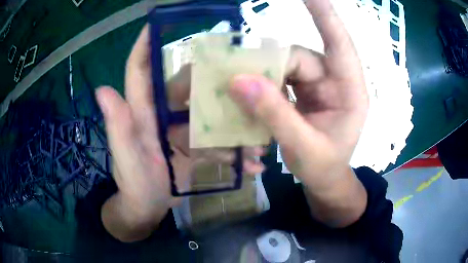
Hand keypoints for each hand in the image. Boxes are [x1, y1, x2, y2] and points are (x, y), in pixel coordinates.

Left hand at [96, 25, 264, 241]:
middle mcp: (161, 114)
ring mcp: (180, 130)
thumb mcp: (125, 159)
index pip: (139, 70)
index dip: (144, 46)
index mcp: (141, 112)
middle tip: (240, 75)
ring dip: (232, 120)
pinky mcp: (194, 146)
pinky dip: (234, 150)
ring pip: (207, 112)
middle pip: (185, 84)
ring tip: (257, 132)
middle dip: (209, 77)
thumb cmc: (134, 185)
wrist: (147, 209)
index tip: (156, 23)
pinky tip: (253, 163)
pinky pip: (216, 141)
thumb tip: (101, 89)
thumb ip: (117, 128)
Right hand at [229, 0, 368, 226]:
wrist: (325, 180)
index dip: (323, 14)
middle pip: (298, 58)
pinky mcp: (302, 92)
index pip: (339, 42)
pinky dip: (262, 86)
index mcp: (350, 90)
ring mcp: (317, 85)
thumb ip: (275, 115)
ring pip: (284, 67)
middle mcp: (334, 80)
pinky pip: (278, 79)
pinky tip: (249, 98)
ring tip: (240, 96)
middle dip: (269, 68)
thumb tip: (239, 81)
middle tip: (238, 83)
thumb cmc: (325, 168)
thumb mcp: (304, 147)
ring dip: (262, 79)